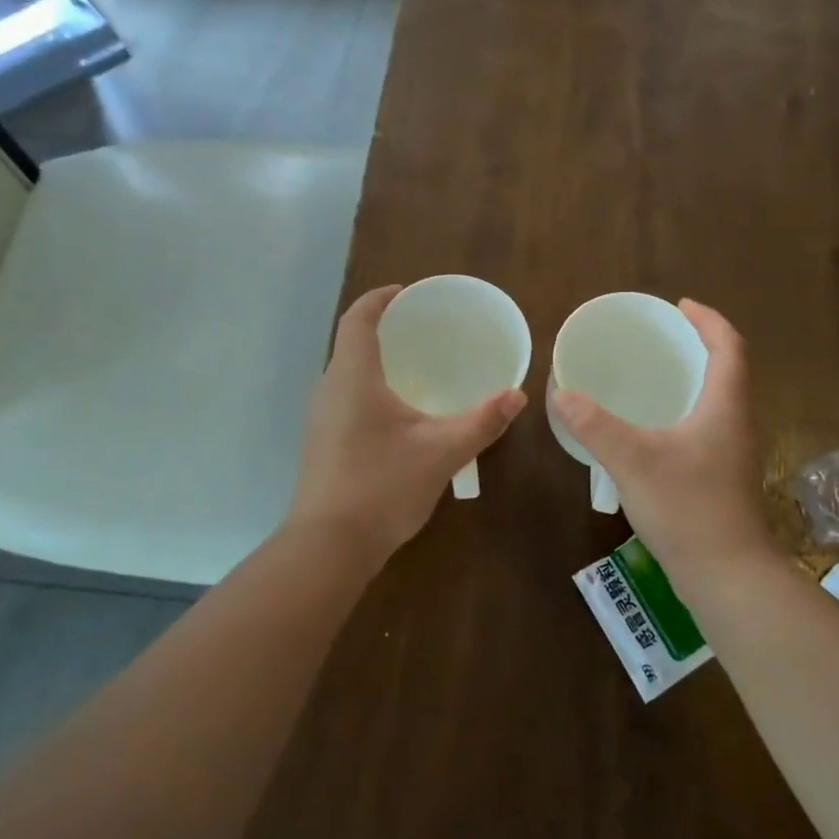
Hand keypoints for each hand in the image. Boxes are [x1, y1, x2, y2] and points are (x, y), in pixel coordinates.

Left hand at [286, 285, 527, 561]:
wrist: (328, 547)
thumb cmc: (382, 486)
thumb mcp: (442, 452)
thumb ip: (482, 421)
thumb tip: (517, 395)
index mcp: (353, 377)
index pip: (358, 319)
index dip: (379, 299)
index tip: (405, 292)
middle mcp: (329, 389)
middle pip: (351, 343)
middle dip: (383, 329)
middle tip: (422, 330)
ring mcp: (320, 418)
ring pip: (347, 374)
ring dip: (376, 362)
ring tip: (415, 367)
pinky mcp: (321, 443)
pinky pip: (345, 399)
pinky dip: (370, 389)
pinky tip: (398, 414)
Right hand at [551, 300, 770, 578]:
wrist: (727, 575)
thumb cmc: (687, 508)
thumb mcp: (633, 460)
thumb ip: (595, 425)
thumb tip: (562, 394)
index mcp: (725, 406)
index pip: (729, 346)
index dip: (708, 320)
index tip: (680, 305)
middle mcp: (737, 422)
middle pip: (729, 369)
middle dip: (700, 345)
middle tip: (663, 335)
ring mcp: (734, 452)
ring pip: (720, 399)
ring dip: (696, 378)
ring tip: (658, 373)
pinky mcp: (725, 477)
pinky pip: (710, 425)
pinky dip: (688, 409)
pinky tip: (658, 427)